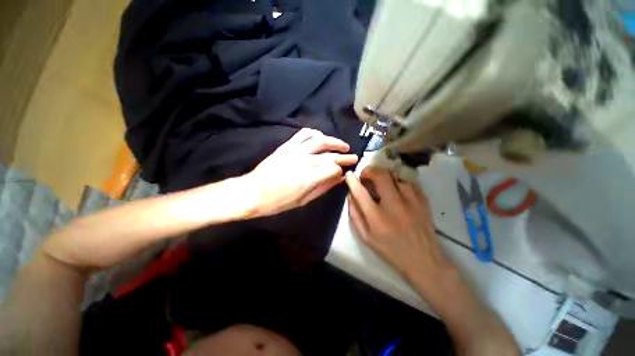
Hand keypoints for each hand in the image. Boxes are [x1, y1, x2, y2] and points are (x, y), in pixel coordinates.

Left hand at [245, 128, 358, 216]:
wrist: (253, 192)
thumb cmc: (279, 202)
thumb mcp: (303, 200)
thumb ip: (323, 188)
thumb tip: (339, 179)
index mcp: (309, 178)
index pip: (334, 168)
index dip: (341, 170)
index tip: (345, 172)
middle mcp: (305, 161)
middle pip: (330, 155)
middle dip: (344, 156)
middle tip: (353, 156)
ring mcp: (295, 151)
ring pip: (320, 140)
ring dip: (334, 142)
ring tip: (342, 146)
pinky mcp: (287, 146)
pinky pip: (304, 134)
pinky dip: (316, 133)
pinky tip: (321, 138)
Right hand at [345, 167, 456, 291]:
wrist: (424, 260)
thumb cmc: (390, 251)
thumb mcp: (366, 238)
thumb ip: (355, 215)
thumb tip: (350, 196)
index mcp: (376, 217)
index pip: (360, 192)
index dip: (352, 180)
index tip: (350, 175)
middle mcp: (393, 205)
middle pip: (381, 176)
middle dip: (370, 171)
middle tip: (366, 175)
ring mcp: (411, 201)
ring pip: (395, 176)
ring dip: (385, 177)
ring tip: (381, 183)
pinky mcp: (423, 201)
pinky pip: (409, 182)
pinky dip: (399, 182)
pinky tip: (397, 189)